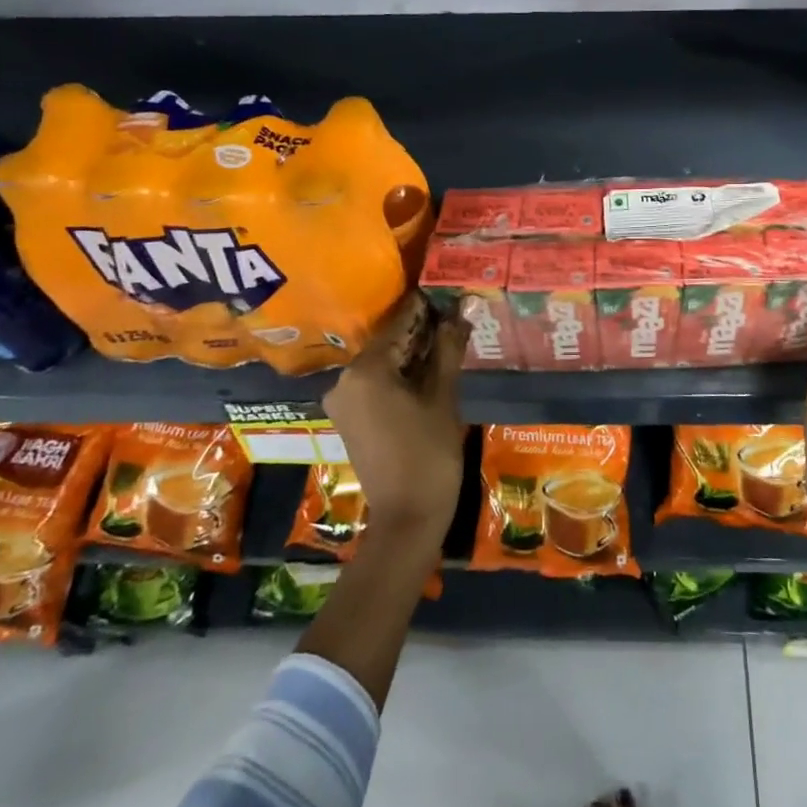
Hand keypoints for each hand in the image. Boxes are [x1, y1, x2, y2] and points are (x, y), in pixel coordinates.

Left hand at [322, 292, 467, 539]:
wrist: (407, 517)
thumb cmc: (429, 454)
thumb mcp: (443, 397)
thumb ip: (448, 348)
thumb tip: (463, 308)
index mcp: (365, 370)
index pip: (399, 323)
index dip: (425, 307)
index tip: (447, 289)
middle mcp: (344, 379)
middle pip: (388, 341)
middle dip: (421, 329)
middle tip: (455, 314)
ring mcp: (343, 400)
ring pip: (382, 362)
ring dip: (412, 351)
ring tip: (448, 338)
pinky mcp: (349, 417)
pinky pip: (376, 382)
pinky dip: (400, 373)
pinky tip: (429, 368)